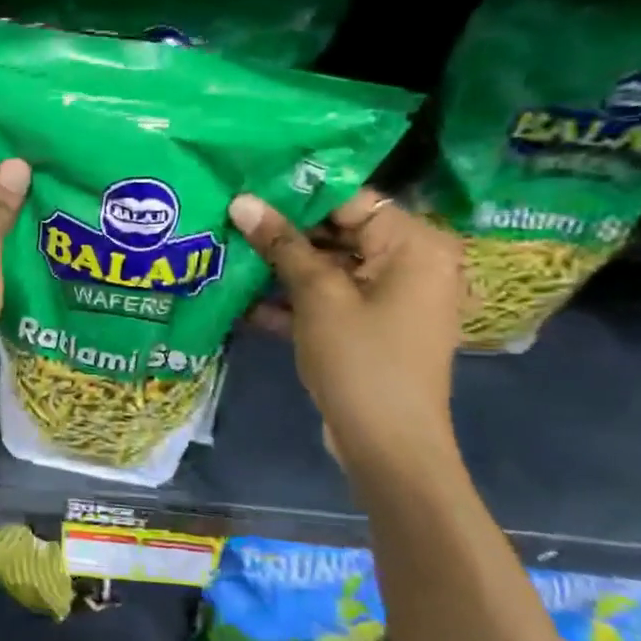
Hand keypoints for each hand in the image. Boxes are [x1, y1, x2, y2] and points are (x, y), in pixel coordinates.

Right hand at [230, 188, 465, 466]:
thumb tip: (242, 201)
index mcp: (414, 245)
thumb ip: (282, 244)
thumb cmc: (361, 360)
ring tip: (227, 256)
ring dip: (281, 270)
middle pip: (338, 233)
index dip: (296, 196)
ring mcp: (390, 299)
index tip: (246, 193)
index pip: (349, 201)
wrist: (387, 446)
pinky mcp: (370, 327)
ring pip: (329, 268)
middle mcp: (410, 264)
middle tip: (229, 223)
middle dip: (283, 235)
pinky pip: (331, 300)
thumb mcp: (318, 296)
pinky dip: (294, 301)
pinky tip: (243, 303)